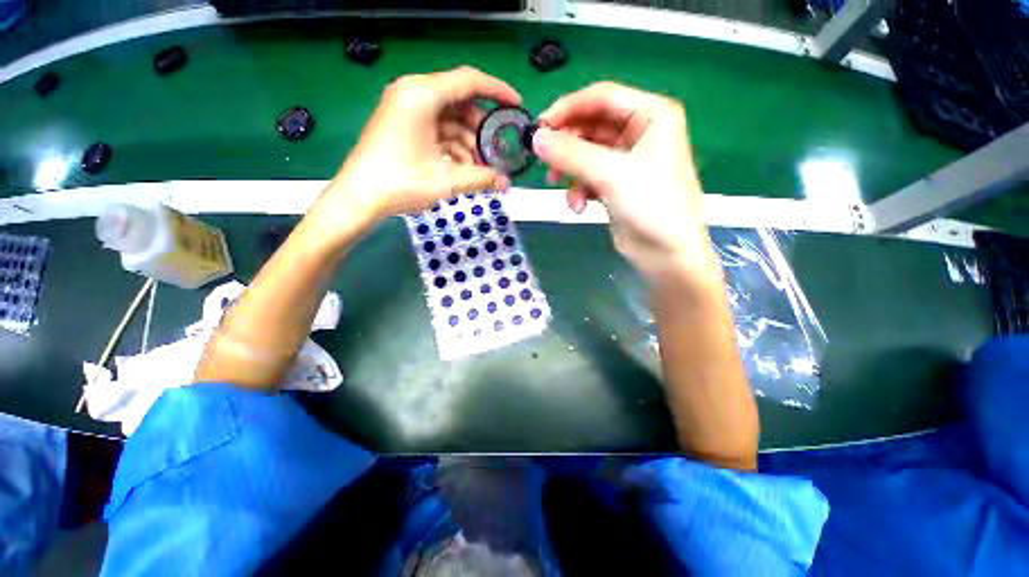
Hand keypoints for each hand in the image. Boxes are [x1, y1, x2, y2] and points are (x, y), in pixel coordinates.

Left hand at [322, 66, 520, 228]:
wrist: (360, 197)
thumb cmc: (401, 183)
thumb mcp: (446, 180)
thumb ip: (481, 178)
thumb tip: (507, 183)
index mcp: (422, 94)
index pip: (468, 81)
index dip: (497, 91)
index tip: (517, 105)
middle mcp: (413, 94)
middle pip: (459, 102)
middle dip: (481, 128)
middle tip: (498, 150)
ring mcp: (406, 110)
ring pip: (450, 119)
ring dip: (468, 142)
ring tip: (483, 167)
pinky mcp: (404, 125)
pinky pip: (437, 130)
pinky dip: (453, 147)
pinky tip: (465, 167)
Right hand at [533, 82, 713, 279]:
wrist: (666, 253)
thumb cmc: (651, 206)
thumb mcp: (610, 174)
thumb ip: (570, 154)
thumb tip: (535, 139)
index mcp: (651, 115)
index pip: (601, 97)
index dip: (567, 108)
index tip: (538, 127)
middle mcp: (639, 132)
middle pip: (591, 126)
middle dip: (566, 145)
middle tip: (544, 160)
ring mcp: (626, 160)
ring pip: (586, 153)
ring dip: (570, 170)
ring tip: (558, 186)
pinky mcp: (615, 184)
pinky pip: (588, 176)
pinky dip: (578, 188)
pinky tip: (578, 206)